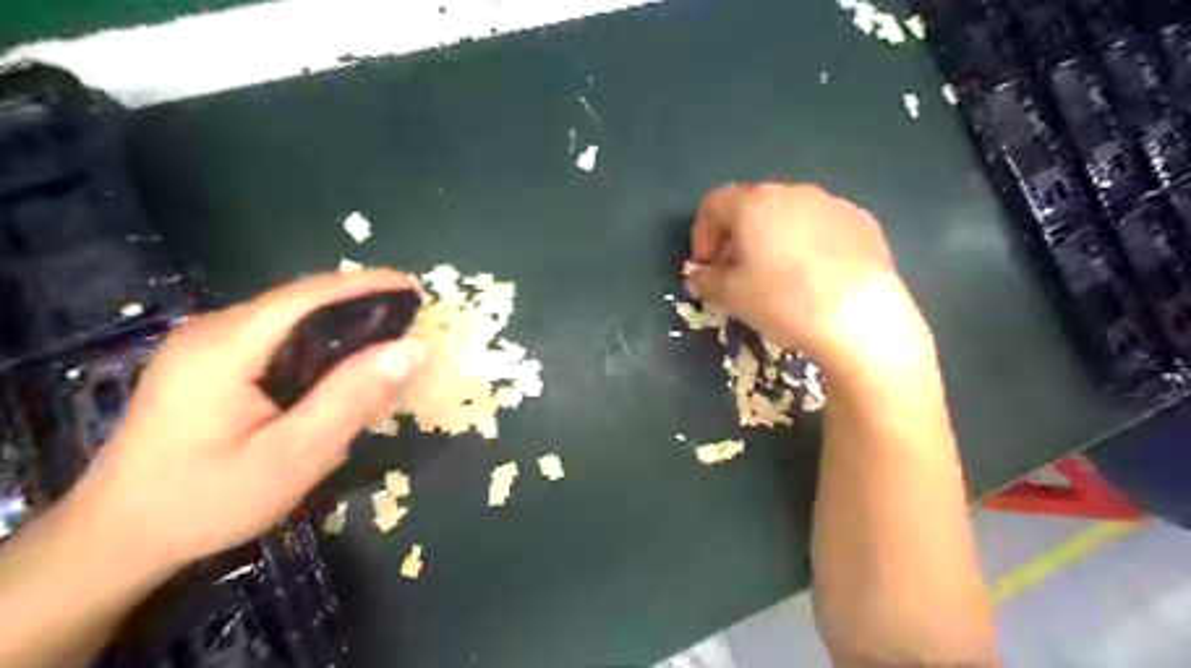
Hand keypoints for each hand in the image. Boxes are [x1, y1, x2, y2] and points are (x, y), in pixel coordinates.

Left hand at [76, 268, 428, 570]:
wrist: (118, 538)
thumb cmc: (207, 501)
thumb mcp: (294, 456)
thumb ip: (352, 398)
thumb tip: (410, 348)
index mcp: (227, 347)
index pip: (310, 295)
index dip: (368, 284)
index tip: (416, 288)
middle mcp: (213, 331)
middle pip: (301, 300)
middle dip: (360, 303)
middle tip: (410, 322)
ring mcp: (205, 345)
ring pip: (290, 317)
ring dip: (341, 323)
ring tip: (386, 342)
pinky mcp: (207, 362)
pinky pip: (276, 336)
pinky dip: (318, 342)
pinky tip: (338, 367)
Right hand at [689, 182, 928, 376]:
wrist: (860, 318)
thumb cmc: (783, 301)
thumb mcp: (730, 297)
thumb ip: (705, 281)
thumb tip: (698, 276)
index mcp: (753, 203)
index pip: (713, 204)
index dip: (702, 234)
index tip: (705, 265)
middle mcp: (792, 192)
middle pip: (752, 206)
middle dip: (737, 237)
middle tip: (736, 271)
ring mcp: (832, 203)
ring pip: (789, 214)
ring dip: (773, 238)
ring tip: (777, 275)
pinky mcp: (863, 222)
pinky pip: (822, 226)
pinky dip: (808, 244)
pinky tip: (815, 276)